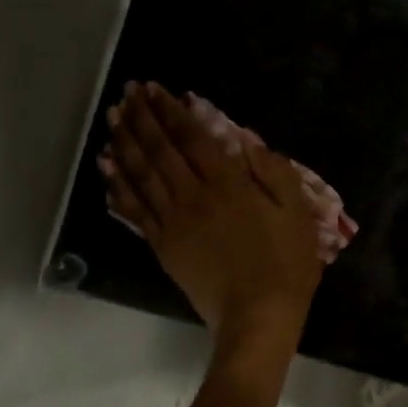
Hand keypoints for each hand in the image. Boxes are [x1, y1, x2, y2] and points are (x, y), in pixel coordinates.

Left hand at [100, 82, 327, 346]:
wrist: (257, 317)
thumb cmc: (286, 265)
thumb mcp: (298, 213)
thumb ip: (274, 173)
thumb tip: (249, 145)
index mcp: (228, 184)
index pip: (192, 137)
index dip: (172, 111)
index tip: (154, 89)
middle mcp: (193, 195)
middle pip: (160, 149)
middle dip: (142, 118)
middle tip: (127, 93)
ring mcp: (173, 222)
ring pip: (141, 174)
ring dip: (125, 143)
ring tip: (113, 119)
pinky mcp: (162, 246)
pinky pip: (134, 209)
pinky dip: (119, 186)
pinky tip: (108, 169)